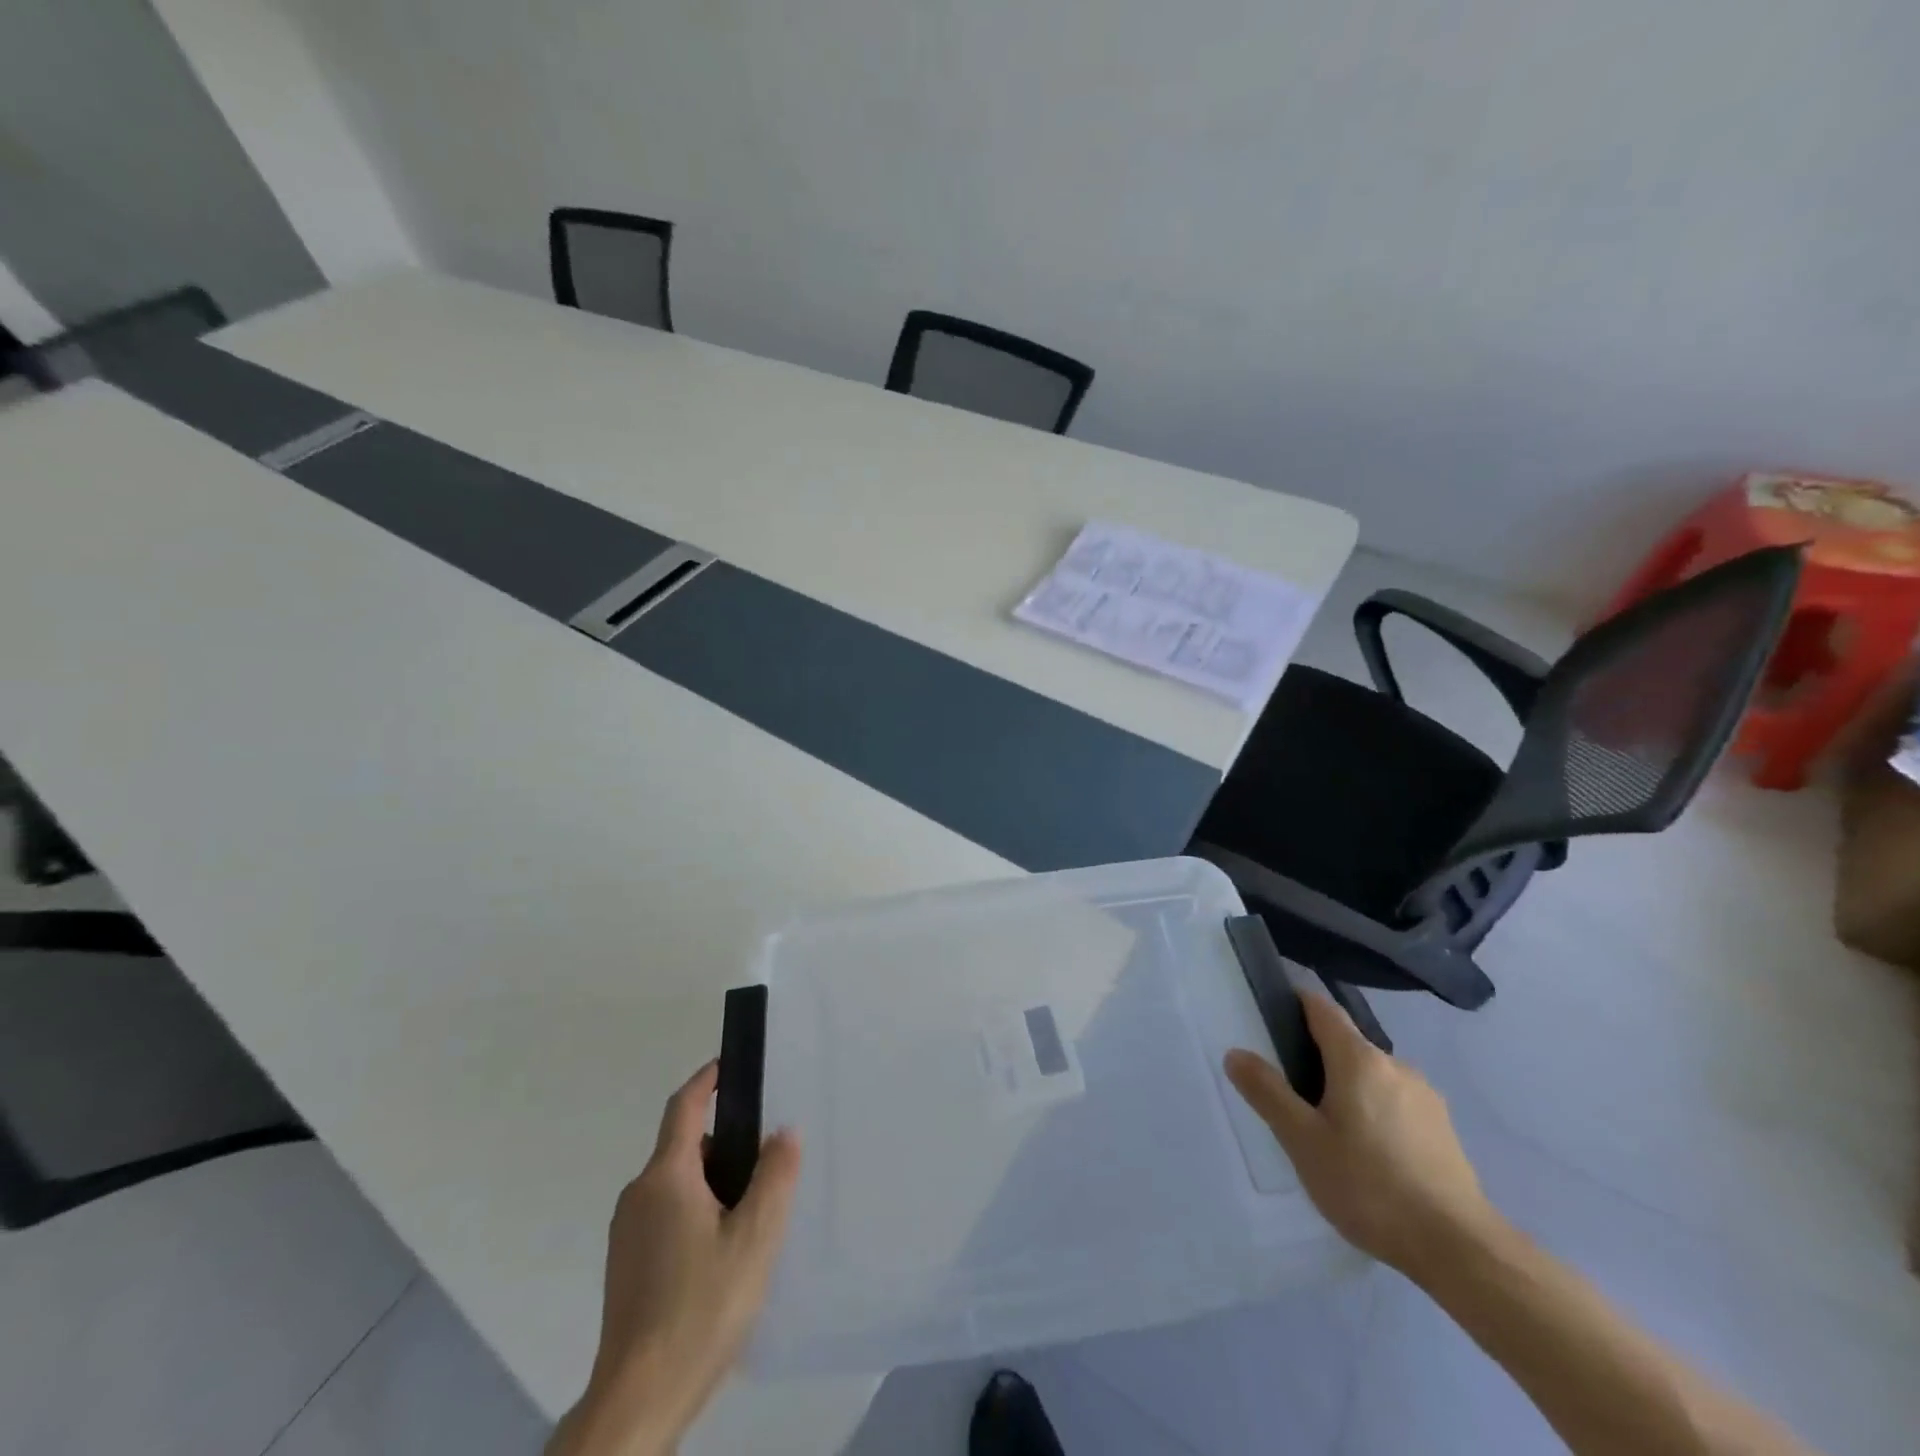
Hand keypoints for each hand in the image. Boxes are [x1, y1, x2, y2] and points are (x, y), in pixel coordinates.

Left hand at [548, 1062, 800, 1455]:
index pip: (685, 1106)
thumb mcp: (756, 1237)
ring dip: (711, 1182)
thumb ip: (775, 1176)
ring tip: (753, 1210)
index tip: (731, 1064)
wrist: (638, 1401)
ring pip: (676, 1185)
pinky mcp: (625, 1267)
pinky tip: (722, 1252)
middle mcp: (639, 1195)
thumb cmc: (701, 1306)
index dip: (708, 1079)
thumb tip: (784, 1131)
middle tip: (767, 1158)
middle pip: (683, 1147)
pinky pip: (665, 1215)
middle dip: (724, 1142)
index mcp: (666, 1176)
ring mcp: (627, 1234)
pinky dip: (695, 1212)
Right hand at [1225, 992, 1497, 1281]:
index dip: (1296, 1002)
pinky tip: (1367, 1153)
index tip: (1273, 1013)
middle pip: (1347, 1043)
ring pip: (1373, 1076)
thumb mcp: (1303, 1141)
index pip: (1322, 1008)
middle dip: (1317, 1056)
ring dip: (1347, 1087)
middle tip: (1290, 1091)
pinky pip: (1396, 1102)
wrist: (1459, 1249)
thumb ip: (1268, 1093)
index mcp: (1358, 1059)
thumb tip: (1236, 1053)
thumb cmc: (1369, 1186)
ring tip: (1327, 1129)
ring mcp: (1425, 1097)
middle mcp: (1395, 1066)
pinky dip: (1374, 1111)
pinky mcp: (1443, 1130)